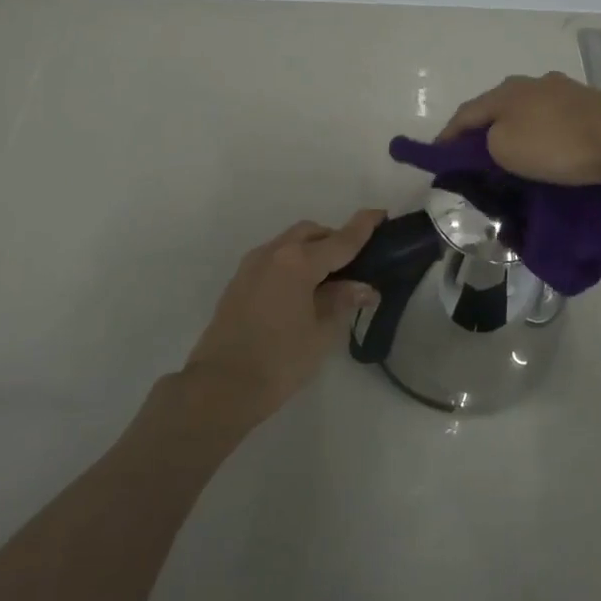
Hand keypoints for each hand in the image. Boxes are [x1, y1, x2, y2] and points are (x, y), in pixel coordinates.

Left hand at [183, 210, 383, 421]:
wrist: (220, 386)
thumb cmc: (279, 361)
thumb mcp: (321, 333)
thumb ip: (342, 302)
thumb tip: (363, 287)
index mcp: (298, 262)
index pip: (340, 240)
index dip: (363, 227)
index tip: (380, 214)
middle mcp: (273, 253)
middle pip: (311, 233)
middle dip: (334, 240)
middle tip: (355, 264)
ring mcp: (251, 266)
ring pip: (289, 243)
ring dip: (311, 250)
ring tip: (329, 280)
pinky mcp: (239, 282)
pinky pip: (273, 259)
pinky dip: (292, 263)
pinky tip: (301, 291)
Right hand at [439, 72, 600, 185]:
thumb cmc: (556, 144)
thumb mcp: (504, 149)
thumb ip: (486, 143)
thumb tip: (493, 142)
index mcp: (504, 92)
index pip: (465, 114)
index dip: (447, 136)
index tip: (438, 156)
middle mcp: (530, 83)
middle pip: (496, 108)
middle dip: (482, 131)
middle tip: (474, 158)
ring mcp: (562, 90)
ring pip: (526, 112)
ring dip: (514, 131)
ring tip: (510, 155)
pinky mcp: (588, 104)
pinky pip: (551, 120)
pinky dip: (540, 134)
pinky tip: (545, 149)